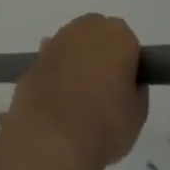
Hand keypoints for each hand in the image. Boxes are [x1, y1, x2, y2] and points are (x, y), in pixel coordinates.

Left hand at [6, 13, 148, 169]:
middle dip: (100, 54)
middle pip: (97, 35)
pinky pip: (52, 62)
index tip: (126, 86)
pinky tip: (57, 98)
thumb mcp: (138, 114)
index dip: (128, 63)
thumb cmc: (104, 125)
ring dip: (76, 62)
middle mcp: (84, 30)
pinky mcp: (32, 61)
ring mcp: (54, 43)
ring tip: (78, 96)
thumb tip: (125, 83)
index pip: (128, 42)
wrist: (49, 139)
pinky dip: (55, 74)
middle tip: (104, 89)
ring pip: (72, 46)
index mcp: (117, 36)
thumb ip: (135, 89)